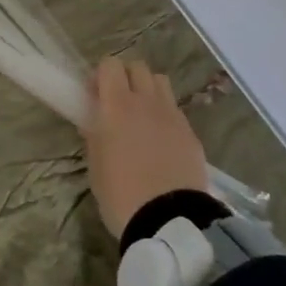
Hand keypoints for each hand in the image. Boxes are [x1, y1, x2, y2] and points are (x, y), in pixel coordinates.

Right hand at [83, 58, 208, 238]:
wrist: (168, 220)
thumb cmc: (119, 193)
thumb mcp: (95, 165)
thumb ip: (94, 135)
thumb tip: (93, 120)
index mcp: (117, 106)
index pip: (110, 65)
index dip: (101, 76)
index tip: (94, 96)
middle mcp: (147, 102)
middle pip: (138, 67)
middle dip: (125, 77)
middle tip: (116, 103)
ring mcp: (173, 116)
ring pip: (161, 83)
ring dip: (148, 90)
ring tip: (140, 116)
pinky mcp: (191, 134)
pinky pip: (175, 110)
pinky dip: (164, 115)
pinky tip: (160, 141)